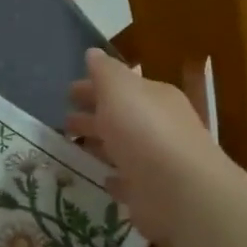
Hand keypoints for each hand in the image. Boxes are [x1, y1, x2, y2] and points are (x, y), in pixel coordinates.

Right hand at [66, 49, 225, 246]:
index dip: (94, 87)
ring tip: (72, 147)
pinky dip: (114, 178)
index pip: (121, 87)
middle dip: (93, 115)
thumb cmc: (145, 131)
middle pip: (120, 117)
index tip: (68, 93)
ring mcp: (157, 162)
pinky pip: (128, 181)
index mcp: (154, 98)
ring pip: (122, 148)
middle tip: (65, 121)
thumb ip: (105, 72)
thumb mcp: (120, 90)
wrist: (181, 193)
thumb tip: (93, 53)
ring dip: (100, 145)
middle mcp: (159, 127)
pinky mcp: (151, 193)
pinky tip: (102, 178)